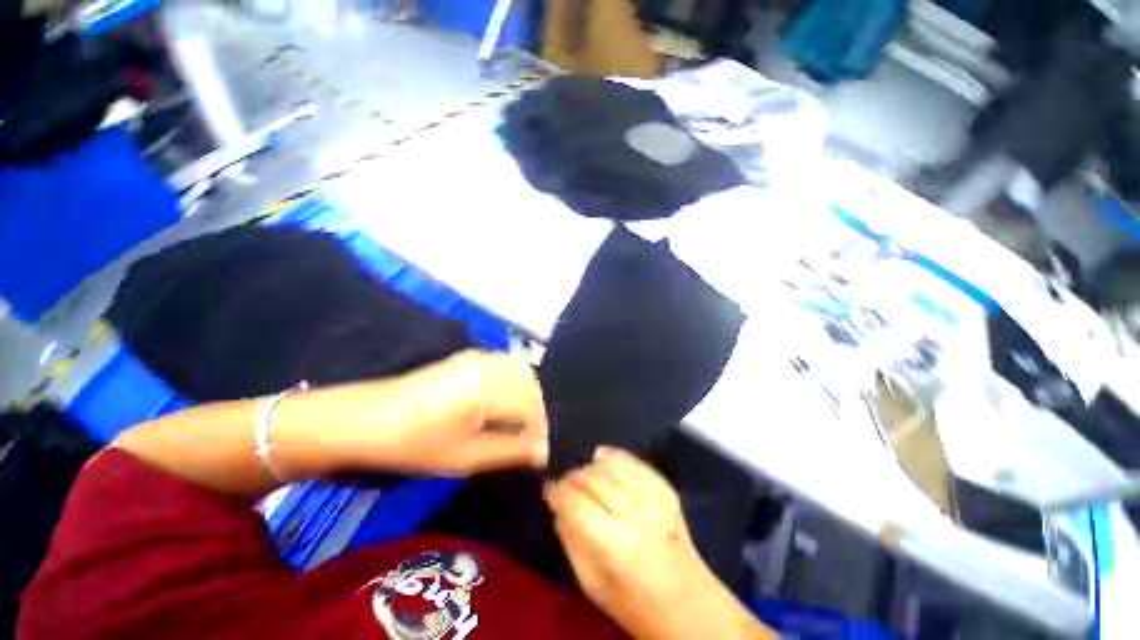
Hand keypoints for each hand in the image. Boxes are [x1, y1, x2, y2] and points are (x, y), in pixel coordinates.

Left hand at [323, 350, 548, 476]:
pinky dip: (511, 387)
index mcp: (493, 385)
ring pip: (520, 376)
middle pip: (531, 387)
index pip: (534, 406)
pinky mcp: (468, 358)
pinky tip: (500, 407)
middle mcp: (492, 364)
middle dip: (536, 414)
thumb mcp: (468, 456)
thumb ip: (511, 450)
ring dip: (525, 400)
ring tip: (516, 427)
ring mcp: (480, 357)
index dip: (541, 430)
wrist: (368, 419)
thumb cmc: (417, 443)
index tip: (539, 454)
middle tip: (529, 442)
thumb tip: (543, 451)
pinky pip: (504, 369)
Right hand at [547, 448, 774, 639]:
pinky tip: (601, 458)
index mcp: (613, 543)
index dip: (557, 491)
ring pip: (610, 464)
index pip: (575, 502)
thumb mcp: (590, 582)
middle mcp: (634, 512)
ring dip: (590, 466)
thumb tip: (556, 502)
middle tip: (564, 484)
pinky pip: (632, 461)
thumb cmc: (633, 602)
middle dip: (572, 477)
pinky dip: (613, 456)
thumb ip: (569, 537)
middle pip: (592, 478)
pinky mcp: (665, 487)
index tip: (549, 490)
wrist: (688, 602)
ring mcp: (653, 496)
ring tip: (582, 477)